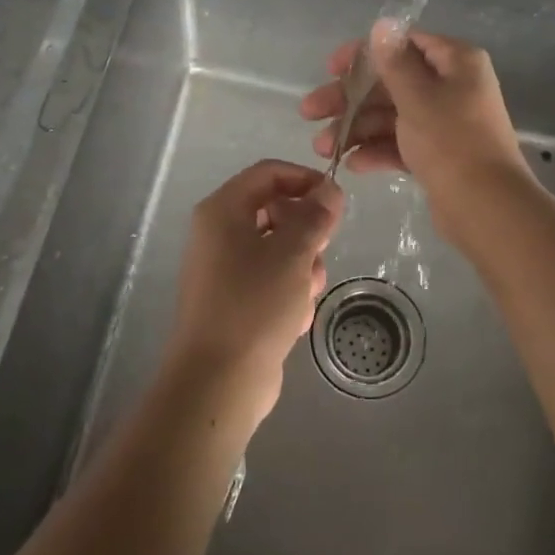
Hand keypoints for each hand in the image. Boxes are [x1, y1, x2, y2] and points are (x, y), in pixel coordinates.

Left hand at [166, 159, 344, 428]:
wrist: (218, 381)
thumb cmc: (254, 304)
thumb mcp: (293, 252)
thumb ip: (315, 216)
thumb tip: (330, 189)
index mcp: (223, 211)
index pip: (268, 173)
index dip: (305, 179)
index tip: (336, 199)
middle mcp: (219, 234)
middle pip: (275, 210)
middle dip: (307, 230)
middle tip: (323, 250)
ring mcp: (225, 269)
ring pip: (279, 249)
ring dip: (303, 266)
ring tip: (306, 293)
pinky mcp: (234, 301)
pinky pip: (271, 280)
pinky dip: (289, 293)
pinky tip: (296, 318)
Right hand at [300, 21, 532, 236]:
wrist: (487, 209)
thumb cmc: (451, 142)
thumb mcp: (417, 97)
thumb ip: (394, 61)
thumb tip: (383, 23)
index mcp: (456, 62)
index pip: (403, 44)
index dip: (363, 54)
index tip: (330, 69)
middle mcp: (452, 86)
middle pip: (391, 83)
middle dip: (350, 99)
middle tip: (309, 112)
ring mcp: (445, 123)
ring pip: (392, 116)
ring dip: (357, 128)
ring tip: (322, 148)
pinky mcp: (439, 155)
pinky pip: (402, 143)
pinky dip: (377, 150)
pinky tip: (351, 164)